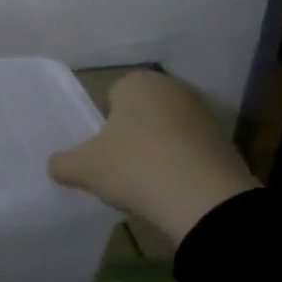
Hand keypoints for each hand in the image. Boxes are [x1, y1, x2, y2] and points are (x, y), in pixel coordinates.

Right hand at [49, 71, 258, 249]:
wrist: (204, 199)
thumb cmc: (134, 166)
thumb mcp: (84, 168)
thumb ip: (63, 163)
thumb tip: (56, 165)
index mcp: (137, 82)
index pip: (110, 97)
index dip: (102, 126)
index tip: (101, 153)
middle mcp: (172, 88)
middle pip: (140, 114)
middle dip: (130, 137)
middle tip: (119, 168)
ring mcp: (203, 114)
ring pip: (165, 133)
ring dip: (155, 152)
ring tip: (146, 184)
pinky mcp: (224, 142)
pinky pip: (189, 152)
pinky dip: (179, 167)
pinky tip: (171, 191)